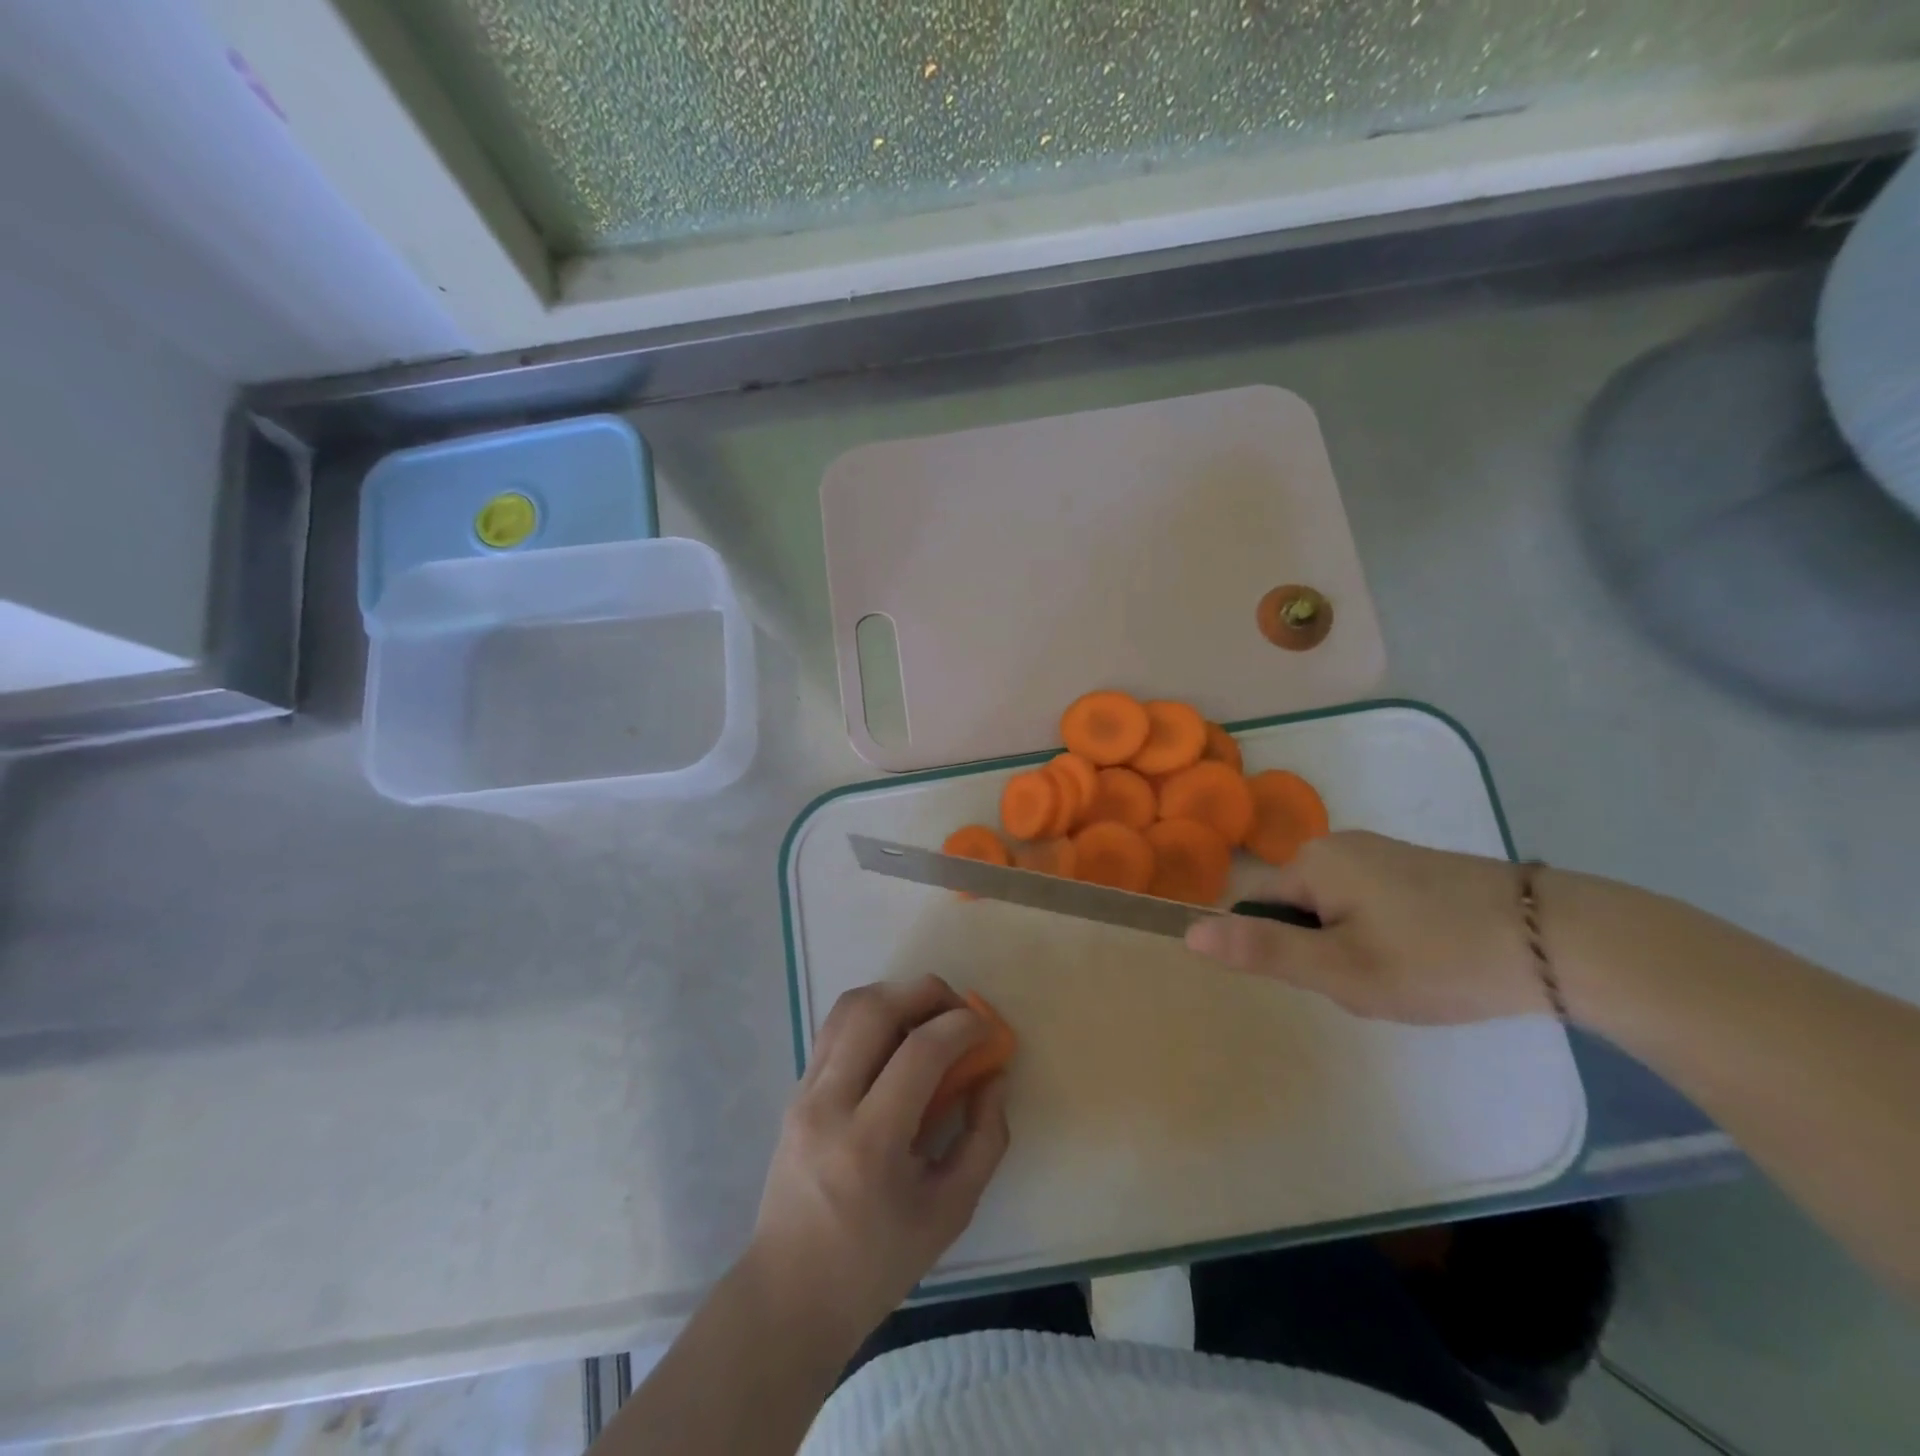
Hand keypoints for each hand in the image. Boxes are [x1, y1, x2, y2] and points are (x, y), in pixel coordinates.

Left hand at [743, 976, 1010, 1355]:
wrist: (790, 1294)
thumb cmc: (877, 1262)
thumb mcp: (951, 1212)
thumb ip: (984, 1138)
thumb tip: (994, 1076)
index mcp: (870, 1143)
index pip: (920, 1051)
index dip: (963, 1026)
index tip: (988, 1030)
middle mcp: (829, 1104)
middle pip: (876, 1008)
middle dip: (928, 993)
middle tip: (959, 1012)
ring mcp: (804, 1092)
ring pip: (849, 1007)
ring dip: (897, 996)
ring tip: (929, 1020)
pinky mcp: (795, 1090)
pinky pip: (835, 1028)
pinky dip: (872, 1016)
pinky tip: (896, 1041)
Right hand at [1185, 831, 1546, 1023]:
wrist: (1558, 940)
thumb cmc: (1435, 958)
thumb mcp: (1341, 969)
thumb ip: (1262, 952)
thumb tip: (1189, 931)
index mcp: (1312, 860)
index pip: (1259, 909)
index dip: (1288, 952)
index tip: (1336, 978)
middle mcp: (1339, 843)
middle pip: (1299, 910)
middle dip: (1326, 952)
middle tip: (1375, 984)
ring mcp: (1382, 852)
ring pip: (1338, 911)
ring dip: (1358, 948)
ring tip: (1409, 977)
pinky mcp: (1417, 866)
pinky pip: (1372, 904)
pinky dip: (1389, 936)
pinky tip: (1431, 959)